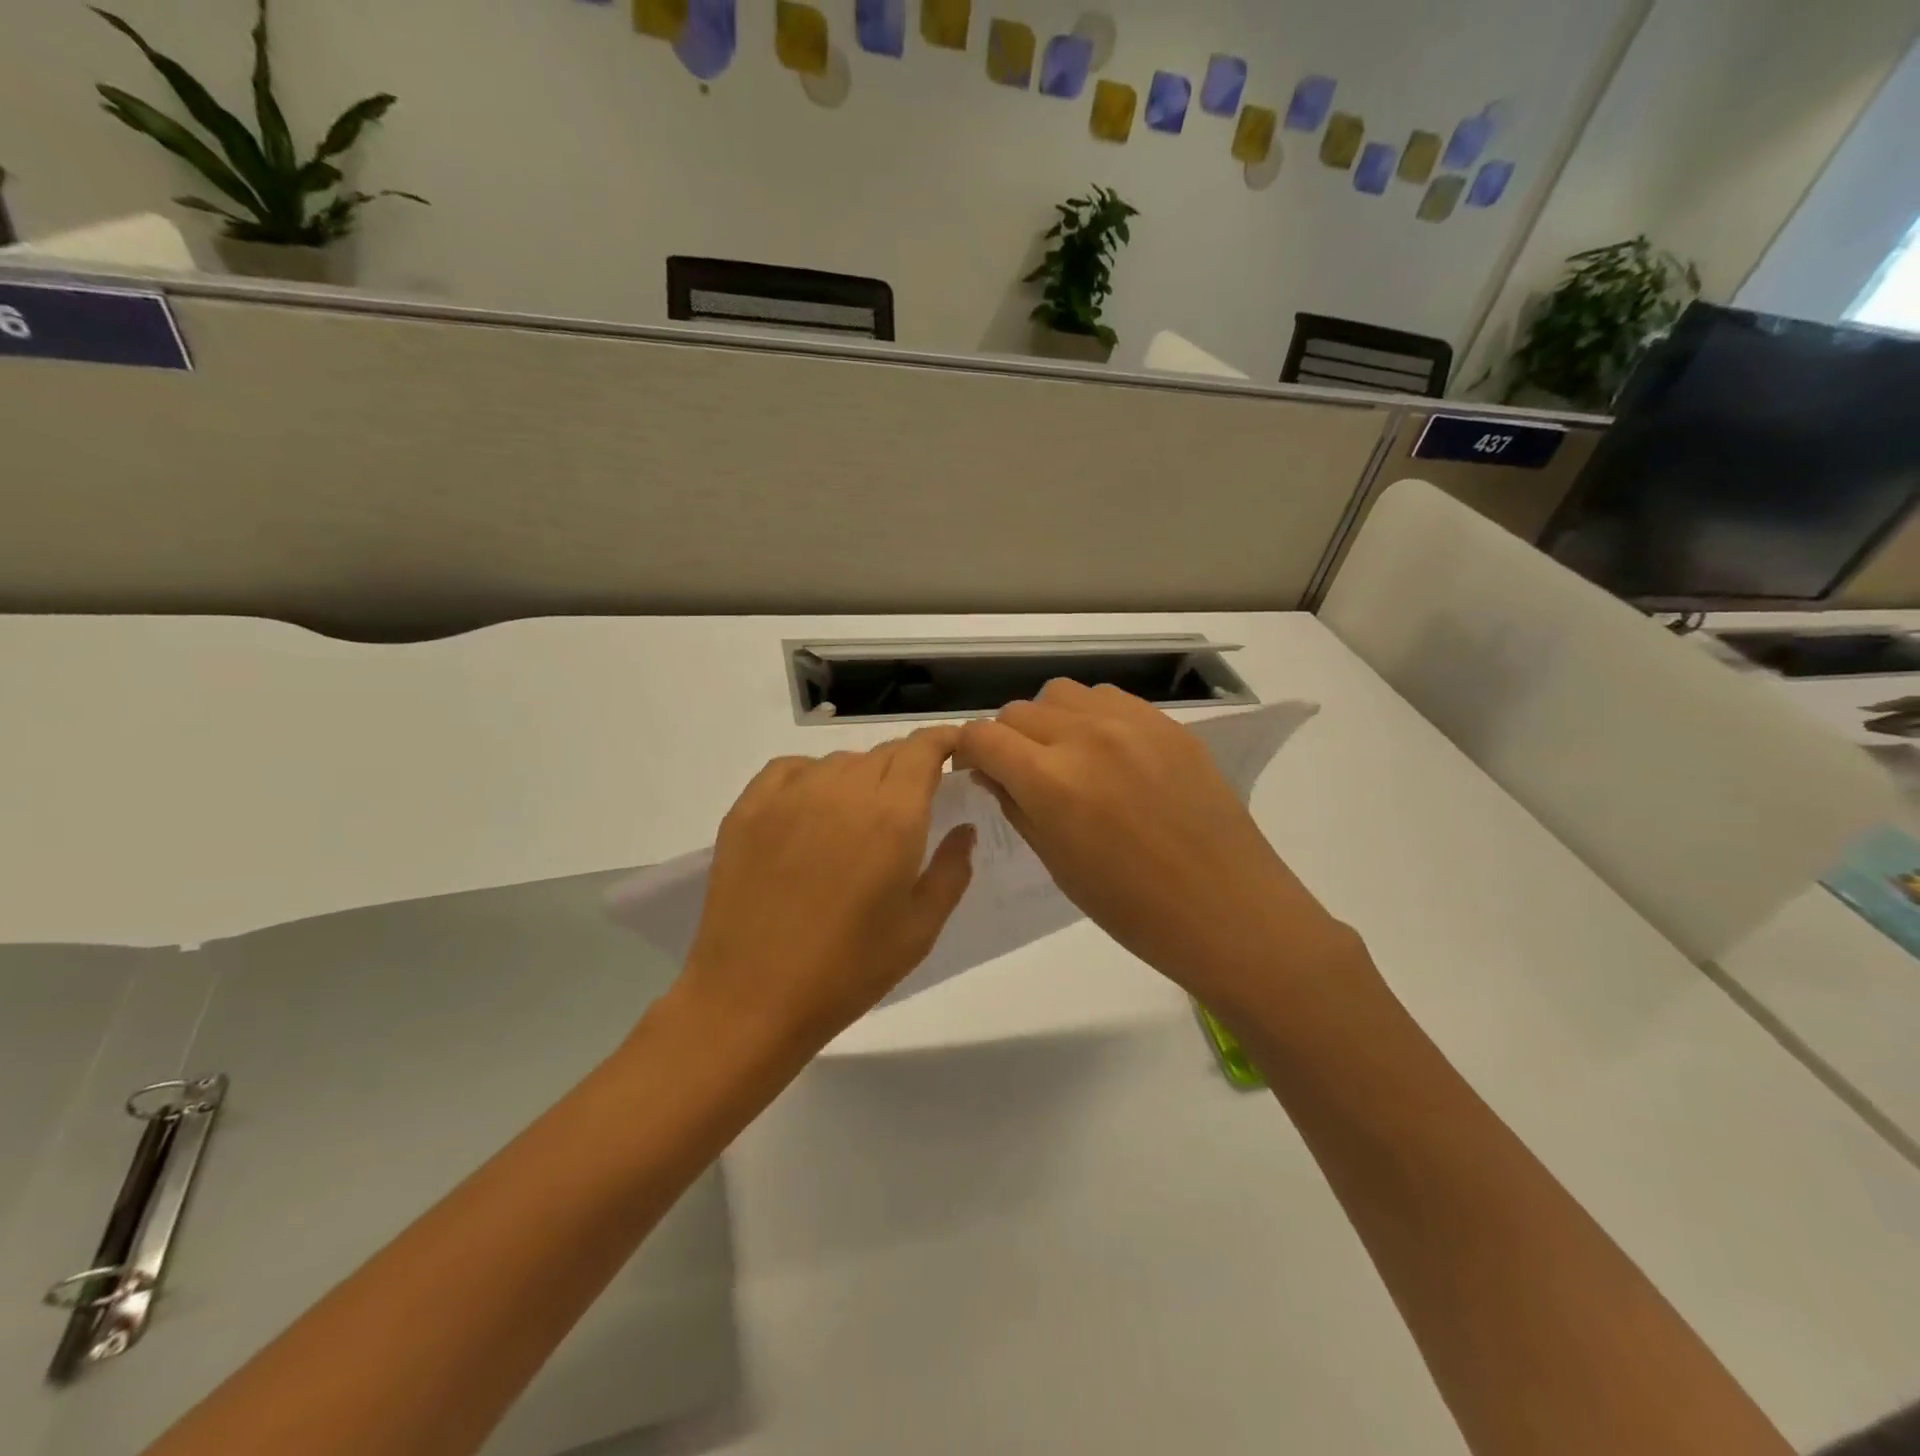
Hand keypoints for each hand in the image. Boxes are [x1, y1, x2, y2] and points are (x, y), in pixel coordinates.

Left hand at [676, 727, 974, 1051]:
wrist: (751, 999)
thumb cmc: (848, 971)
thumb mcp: (919, 929)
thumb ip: (951, 870)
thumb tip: (963, 829)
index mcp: (892, 815)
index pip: (923, 749)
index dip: (942, 741)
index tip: (953, 750)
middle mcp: (843, 790)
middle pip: (884, 753)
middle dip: (906, 766)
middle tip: (910, 802)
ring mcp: (790, 795)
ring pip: (839, 762)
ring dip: (860, 777)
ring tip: (857, 819)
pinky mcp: (748, 808)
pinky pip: (791, 769)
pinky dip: (811, 777)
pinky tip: (812, 810)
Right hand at [956, 681, 1359, 1017]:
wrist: (1226, 909)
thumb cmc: (1133, 908)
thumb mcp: (1058, 863)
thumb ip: (1017, 807)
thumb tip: (993, 773)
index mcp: (1052, 780)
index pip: (983, 736)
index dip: (968, 753)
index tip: (977, 773)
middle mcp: (1086, 736)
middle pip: (1018, 711)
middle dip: (1006, 740)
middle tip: (1022, 774)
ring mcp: (1132, 723)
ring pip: (1062, 694)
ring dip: (1049, 721)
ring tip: (1067, 757)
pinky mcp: (1167, 724)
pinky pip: (1109, 699)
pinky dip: (1092, 716)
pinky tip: (1109, 753)